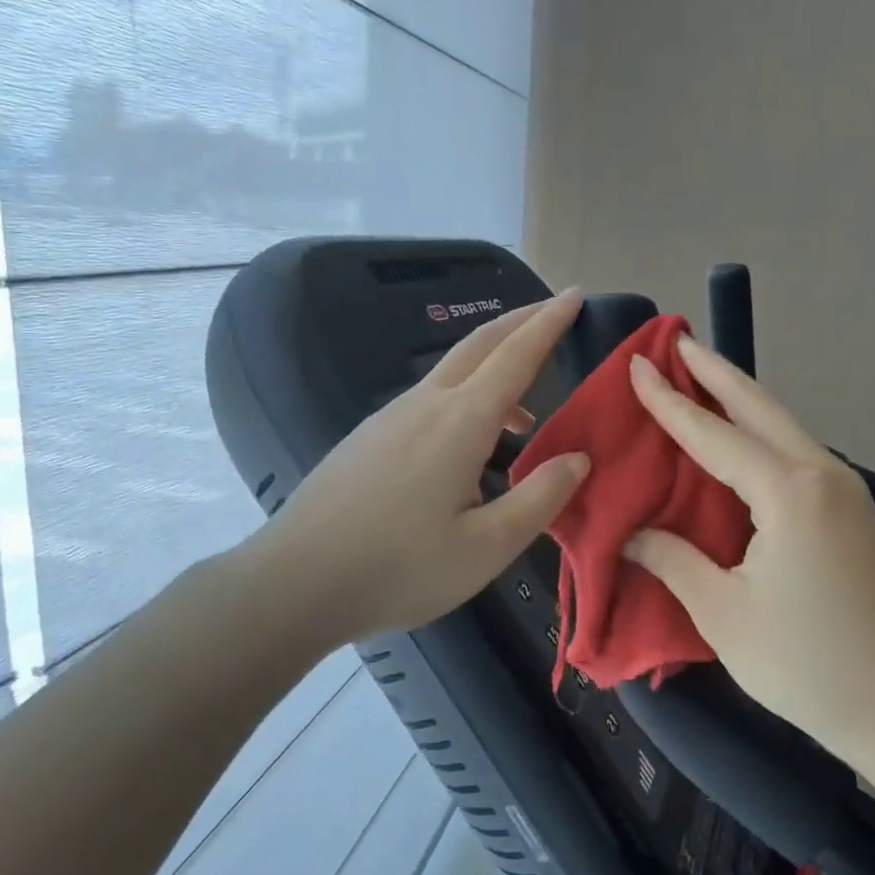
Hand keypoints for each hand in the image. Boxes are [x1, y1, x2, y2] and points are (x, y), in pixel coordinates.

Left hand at [252, 290, 590, 648]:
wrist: (294, 580)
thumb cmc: (399, 568)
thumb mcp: (486, 548)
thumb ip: (539, 499)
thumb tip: (579, 459)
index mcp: (460, 422)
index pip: (516, 356)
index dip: (549, 323)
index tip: (575, 294)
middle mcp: (425, 404)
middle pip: (479, 344)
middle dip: (521, 322)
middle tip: (555, 311)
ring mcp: (390, 417)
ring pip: (452, 370)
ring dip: (492, 364)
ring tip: (524, 409)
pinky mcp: (369, 437)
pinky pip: (429, 397)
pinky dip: (464, 395)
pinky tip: (467, 444)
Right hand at [622, 333, 874, 753]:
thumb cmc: (807, 662)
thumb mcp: (723, 614)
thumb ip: (673, 560)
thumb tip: (633, 533)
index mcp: (788, 493)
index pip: (713, 435)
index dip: (669, 402)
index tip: (638, 364)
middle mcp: (822, 475)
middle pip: (760, 408)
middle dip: (716, 372)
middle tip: (679, 341)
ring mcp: (846, 491)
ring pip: (784, 426)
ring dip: (741, 399)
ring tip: (703, 377)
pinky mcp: (854, 512)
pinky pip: (796, 453)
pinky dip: (761, 433)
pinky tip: (741, 439)